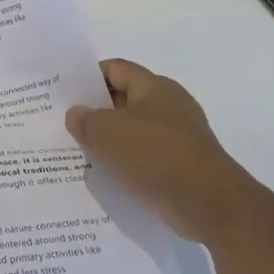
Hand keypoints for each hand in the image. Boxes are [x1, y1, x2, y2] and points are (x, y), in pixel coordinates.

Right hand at [66, 60, 261, 244]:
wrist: (208, 204)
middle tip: (66, 122)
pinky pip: (145, 157)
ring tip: (79, 150)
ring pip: (133, 131)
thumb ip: (86, 120)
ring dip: (110, 140)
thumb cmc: (155, 154)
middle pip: (124, 100)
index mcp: (155, 87)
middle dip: (96, 111)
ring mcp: (178, 137)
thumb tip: (76, 114)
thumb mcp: (107, 132)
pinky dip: (126, 162)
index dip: (89, 76)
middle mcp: (170, 106)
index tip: (65, 92)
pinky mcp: (181, 166)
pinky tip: (104, 174)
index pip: (116, 69)